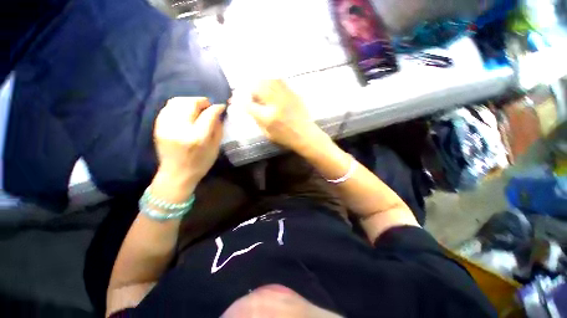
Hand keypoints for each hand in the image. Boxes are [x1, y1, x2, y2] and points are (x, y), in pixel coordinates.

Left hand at [153, 97, 225, 189]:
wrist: (176, 175)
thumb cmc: (200, 164)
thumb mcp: (215, 149)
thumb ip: (217, 129)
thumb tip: (218, 114)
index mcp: (197, 137)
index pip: (208, 114)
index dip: (217, 107)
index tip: (221, 106)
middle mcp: (180, 128)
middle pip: (191, 103)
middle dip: (202, 101)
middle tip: (209, 105)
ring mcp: (166, 126)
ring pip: (177, 102)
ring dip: (190, 101)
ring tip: (197, 107)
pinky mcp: (158, 126)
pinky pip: (168, 107)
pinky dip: (179, 106)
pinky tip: (185, 112)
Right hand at [246, 80, 321, 151]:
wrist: (306, 136)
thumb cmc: (286, 139)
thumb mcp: (268, 134)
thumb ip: (257, 121)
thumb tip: (249, 108)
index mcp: (267, 117)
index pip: (248, 104)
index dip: (239, 100)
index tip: (235, 100)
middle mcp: (275, 104)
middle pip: (257, 87)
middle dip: (248, 87)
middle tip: (247, 90)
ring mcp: (285, 97)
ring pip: (268, 80)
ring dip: (259, 80)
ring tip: (257, 84)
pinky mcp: (293, 93)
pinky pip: (280, 81)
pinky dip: (272, 79)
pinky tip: (270, 82)